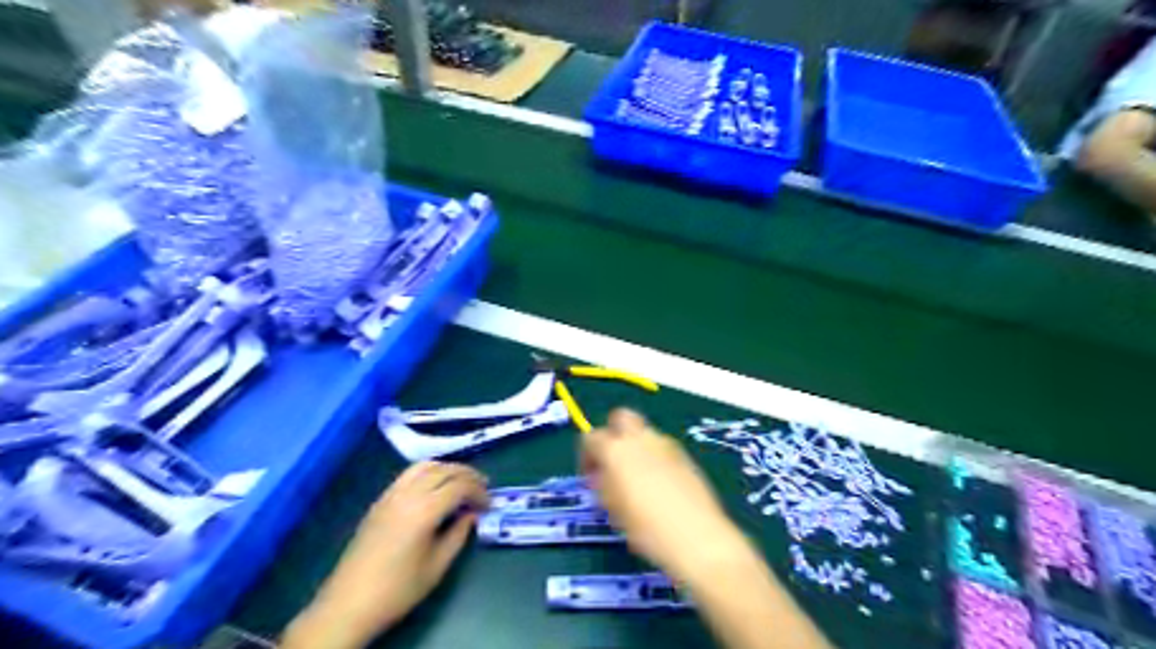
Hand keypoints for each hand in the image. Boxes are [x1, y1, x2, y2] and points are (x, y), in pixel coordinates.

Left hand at [289, 462, 491, 647]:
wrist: (348, 603)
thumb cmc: (397, 589)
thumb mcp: (437, 566)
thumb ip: (458, 534)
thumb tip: (471, 514)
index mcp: (424, 510)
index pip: (459, 486)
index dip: (479, 492)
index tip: (489, 505)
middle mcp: (407, 494)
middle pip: (444, 469)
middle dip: (467, 475)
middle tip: (483, 488)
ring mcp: (390, 494)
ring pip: (425, 466)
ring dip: (447, 468)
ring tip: (461, 482)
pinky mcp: (380, 500)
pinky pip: (409, 474)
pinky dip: (428, 472)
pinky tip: (435, 487)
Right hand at [584, 411, 754, 581]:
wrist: (697, 537)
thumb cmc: (646, 528)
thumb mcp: (613, 509)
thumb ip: (603, 485)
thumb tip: (601, 476)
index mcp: (616, 450)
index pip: (591, 438)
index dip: (586, 456)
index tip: (590, 477)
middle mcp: (640, 438)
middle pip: (620, 417)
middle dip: (612, 434)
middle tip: (612, 462)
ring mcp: (666, 444)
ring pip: (644, 433)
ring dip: (635, 447)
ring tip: (638, 478)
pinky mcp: (685, 455)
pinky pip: (662, 448)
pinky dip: (655, 458)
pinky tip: (660, 486)